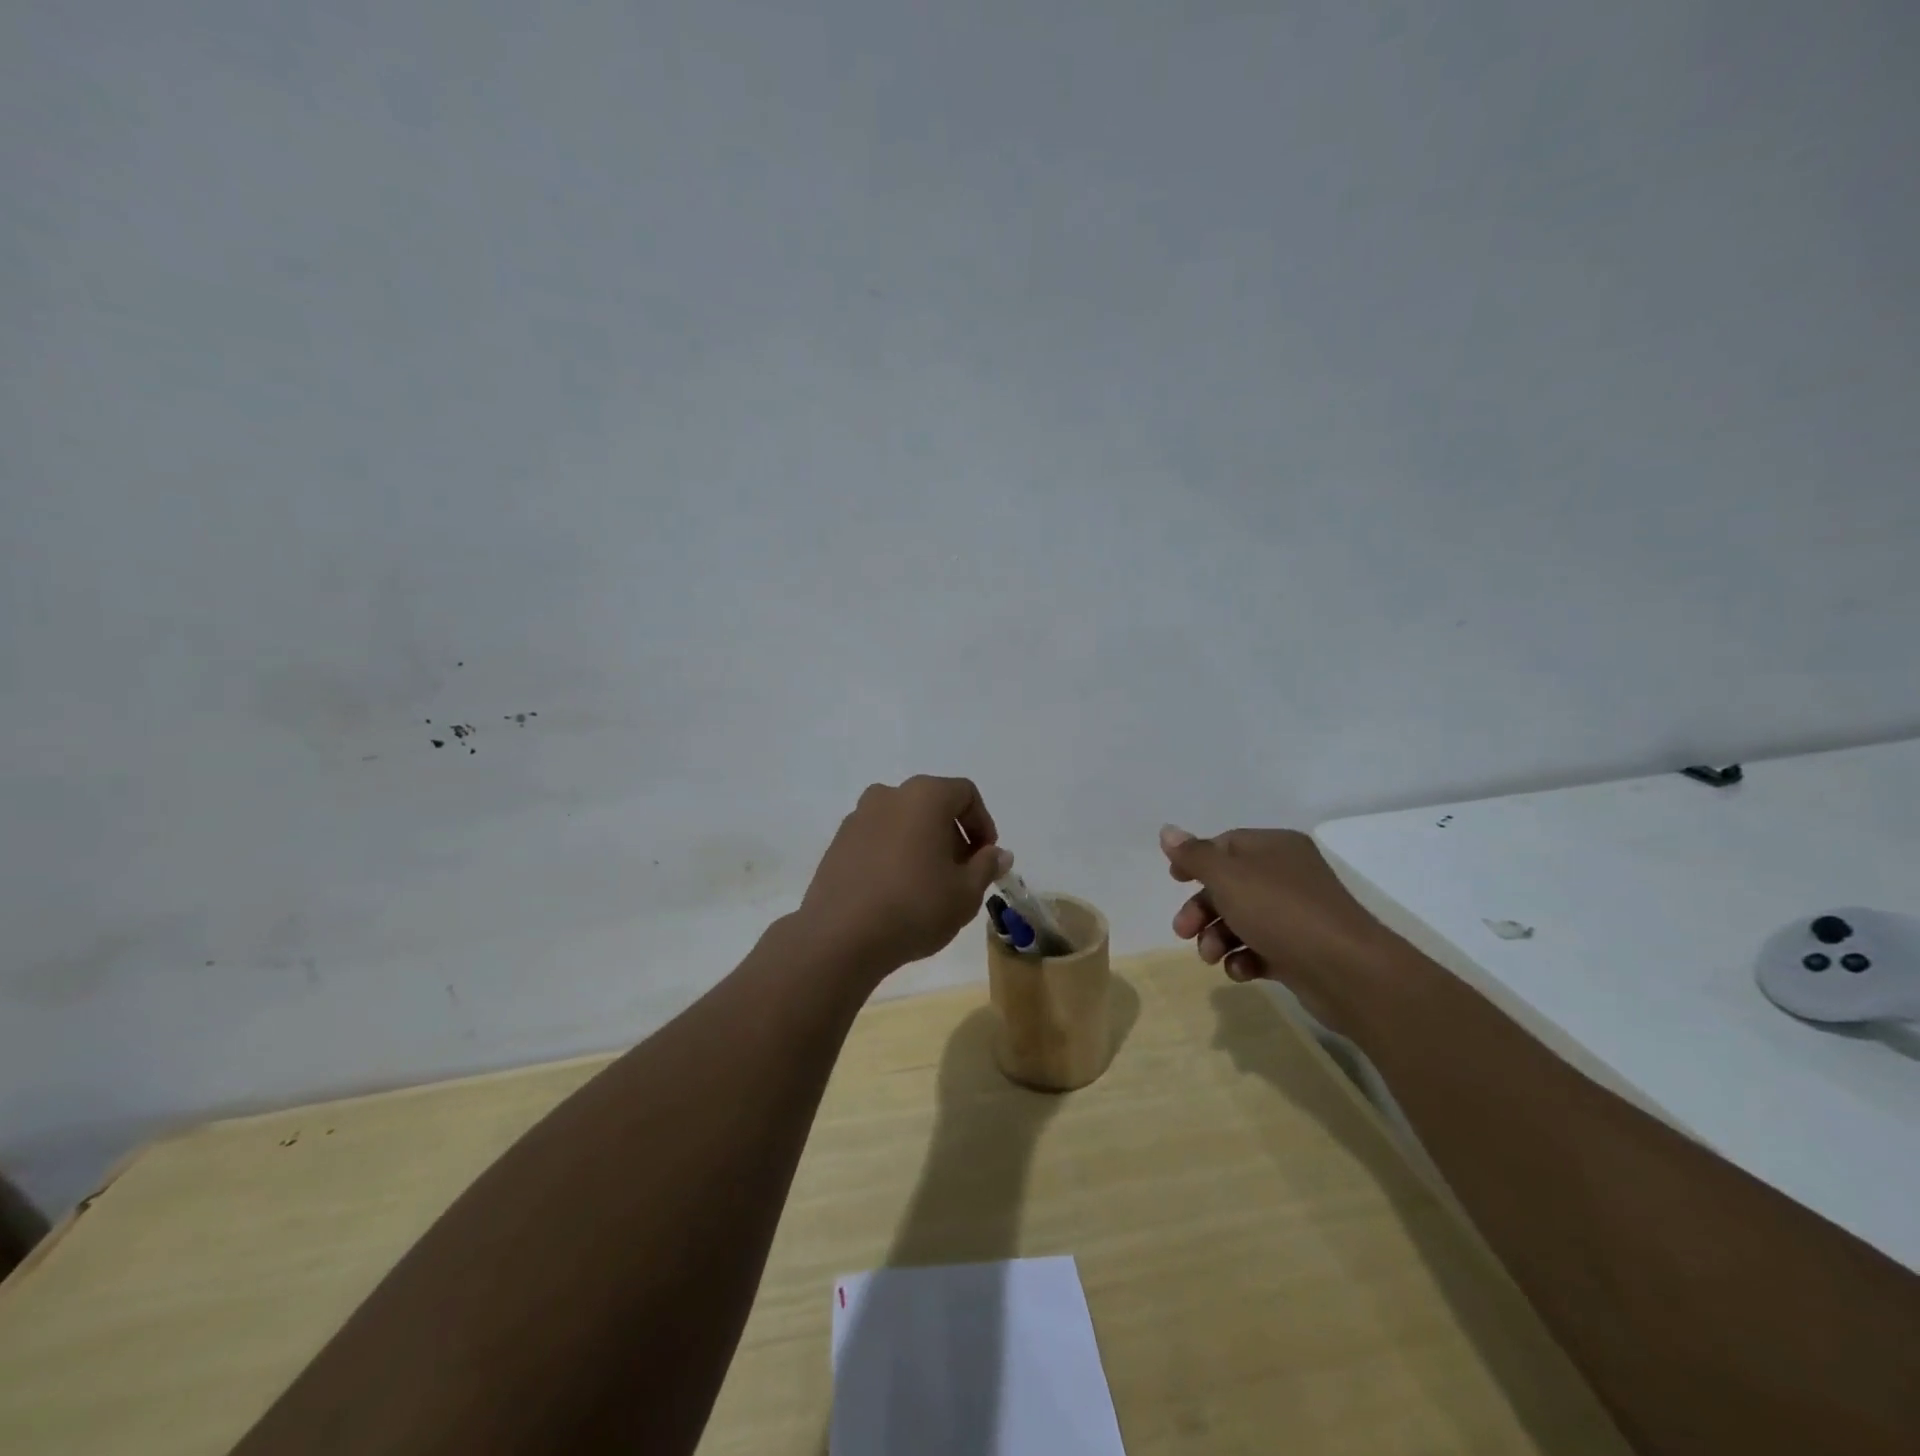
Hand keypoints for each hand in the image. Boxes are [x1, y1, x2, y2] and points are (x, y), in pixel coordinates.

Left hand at [796, 776, 1005, 980]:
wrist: (840, 937)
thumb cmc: (915, 907)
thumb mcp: (966, 892)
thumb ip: (986, 866)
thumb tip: (998, 854)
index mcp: (924, 796)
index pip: (965, 793)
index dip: (982, 823)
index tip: (986, 857)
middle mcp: (889, 795)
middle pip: (932, 804)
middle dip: (952, 835)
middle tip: (961, 873)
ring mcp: (858, 817)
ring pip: (903, 821)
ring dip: (922, 844)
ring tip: (928, 885)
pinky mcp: (838, 842)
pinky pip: (878, 838)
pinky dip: (894, 854)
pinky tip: (896, 890)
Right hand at [1159, 824, 1396, 1031]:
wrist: (1347, 972)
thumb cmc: (1281, 912)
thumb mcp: (1228, 877)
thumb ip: (1195, 856)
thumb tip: (1167, 831)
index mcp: (1274, 848)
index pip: (1225, 844)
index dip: (1196, 861)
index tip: (1174, 881)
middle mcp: (1287, 875)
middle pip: (1229, 885)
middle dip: (1201, 909)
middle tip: (1182, 932)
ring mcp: (1296, 915)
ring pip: (1242, 920)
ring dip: (1218, 938)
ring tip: (1211, 958)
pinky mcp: (1301, 951)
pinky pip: (1261, 949)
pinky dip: (1244, 959)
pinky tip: (1241, 971)